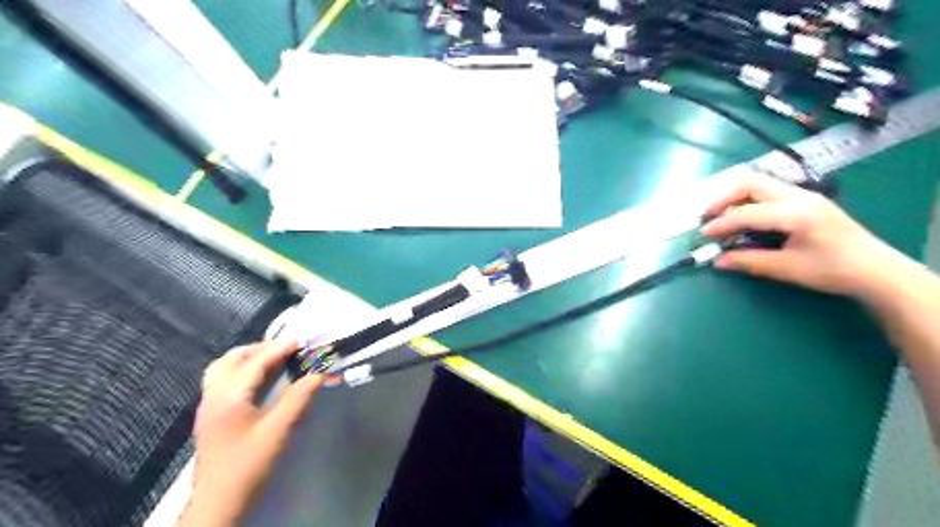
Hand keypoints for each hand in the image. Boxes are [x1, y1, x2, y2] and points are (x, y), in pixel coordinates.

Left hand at [175, 341, 322, 526]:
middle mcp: (213, 396)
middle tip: (286, 350)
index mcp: (228, 396)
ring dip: (247, 359)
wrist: (219, 504)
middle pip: (232, 360)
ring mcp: (208, 407)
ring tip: (271, 360)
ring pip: (222, 369)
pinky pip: (222, 381)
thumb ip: (299, 398)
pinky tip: (256, 382)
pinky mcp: (210, 417)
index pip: (255, 362)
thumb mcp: (279, 430)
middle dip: (260, 349)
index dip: (279, 348)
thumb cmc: (249, 464)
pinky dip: (240, 372)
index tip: (300, 340)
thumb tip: (318, 374)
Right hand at [705, 172, 901, 299]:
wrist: (876, 269)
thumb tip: (717, 261)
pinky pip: (768, 191)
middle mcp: (798, 196)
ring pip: (758, 183)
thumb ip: (749, 261)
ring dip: (734, 197)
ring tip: (721, 216)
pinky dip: (748, 200)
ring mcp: (803, 195)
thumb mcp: (787, 268)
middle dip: (723, 198)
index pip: (746, 212)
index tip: (703, 235)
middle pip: (750, 182)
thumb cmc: (833, 270)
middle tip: (707, 216)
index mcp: (796, 213)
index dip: (721, 223)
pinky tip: (743, 217)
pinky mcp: (805, 200)